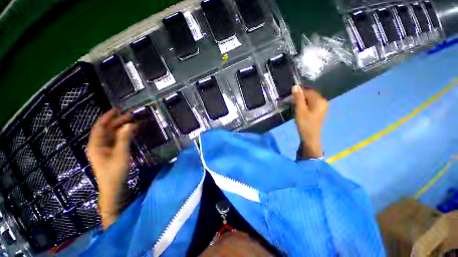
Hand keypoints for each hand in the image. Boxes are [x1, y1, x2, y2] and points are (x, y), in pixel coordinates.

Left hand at [88, 109, 135, 228]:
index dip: (108, 117)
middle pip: (107, 130)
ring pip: (112, 135)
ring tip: (133, 122)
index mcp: (96, 145)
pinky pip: (117, 141)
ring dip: (122, 128)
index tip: (117, 109)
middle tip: (131, 116)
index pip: (100, 127)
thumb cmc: (115, 172)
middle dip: (118, 122)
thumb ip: (125, 138)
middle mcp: (99, 146)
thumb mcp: (121, 154)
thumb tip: (130, 124)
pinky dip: (124, 135)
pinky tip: (131, 133)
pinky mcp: (111, 154)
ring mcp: (105, 150)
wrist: (114, 188)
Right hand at [292, 85, 327, 158]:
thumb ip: (298, 98)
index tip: (289, 98)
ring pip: (310, 100)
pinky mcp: (319, 111)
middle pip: (309, 95)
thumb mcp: (300, 110)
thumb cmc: (304, 124)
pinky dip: (305, 105)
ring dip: (301, 102)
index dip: (298, 93)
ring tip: (294, 107)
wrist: (310, 138)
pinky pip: (311, 104)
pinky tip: (300, 110)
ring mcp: (322, 107)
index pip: (307, 91)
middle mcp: (323, 101)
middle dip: (299, 97)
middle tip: (291, 103)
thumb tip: (295, 86)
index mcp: (319, 100)